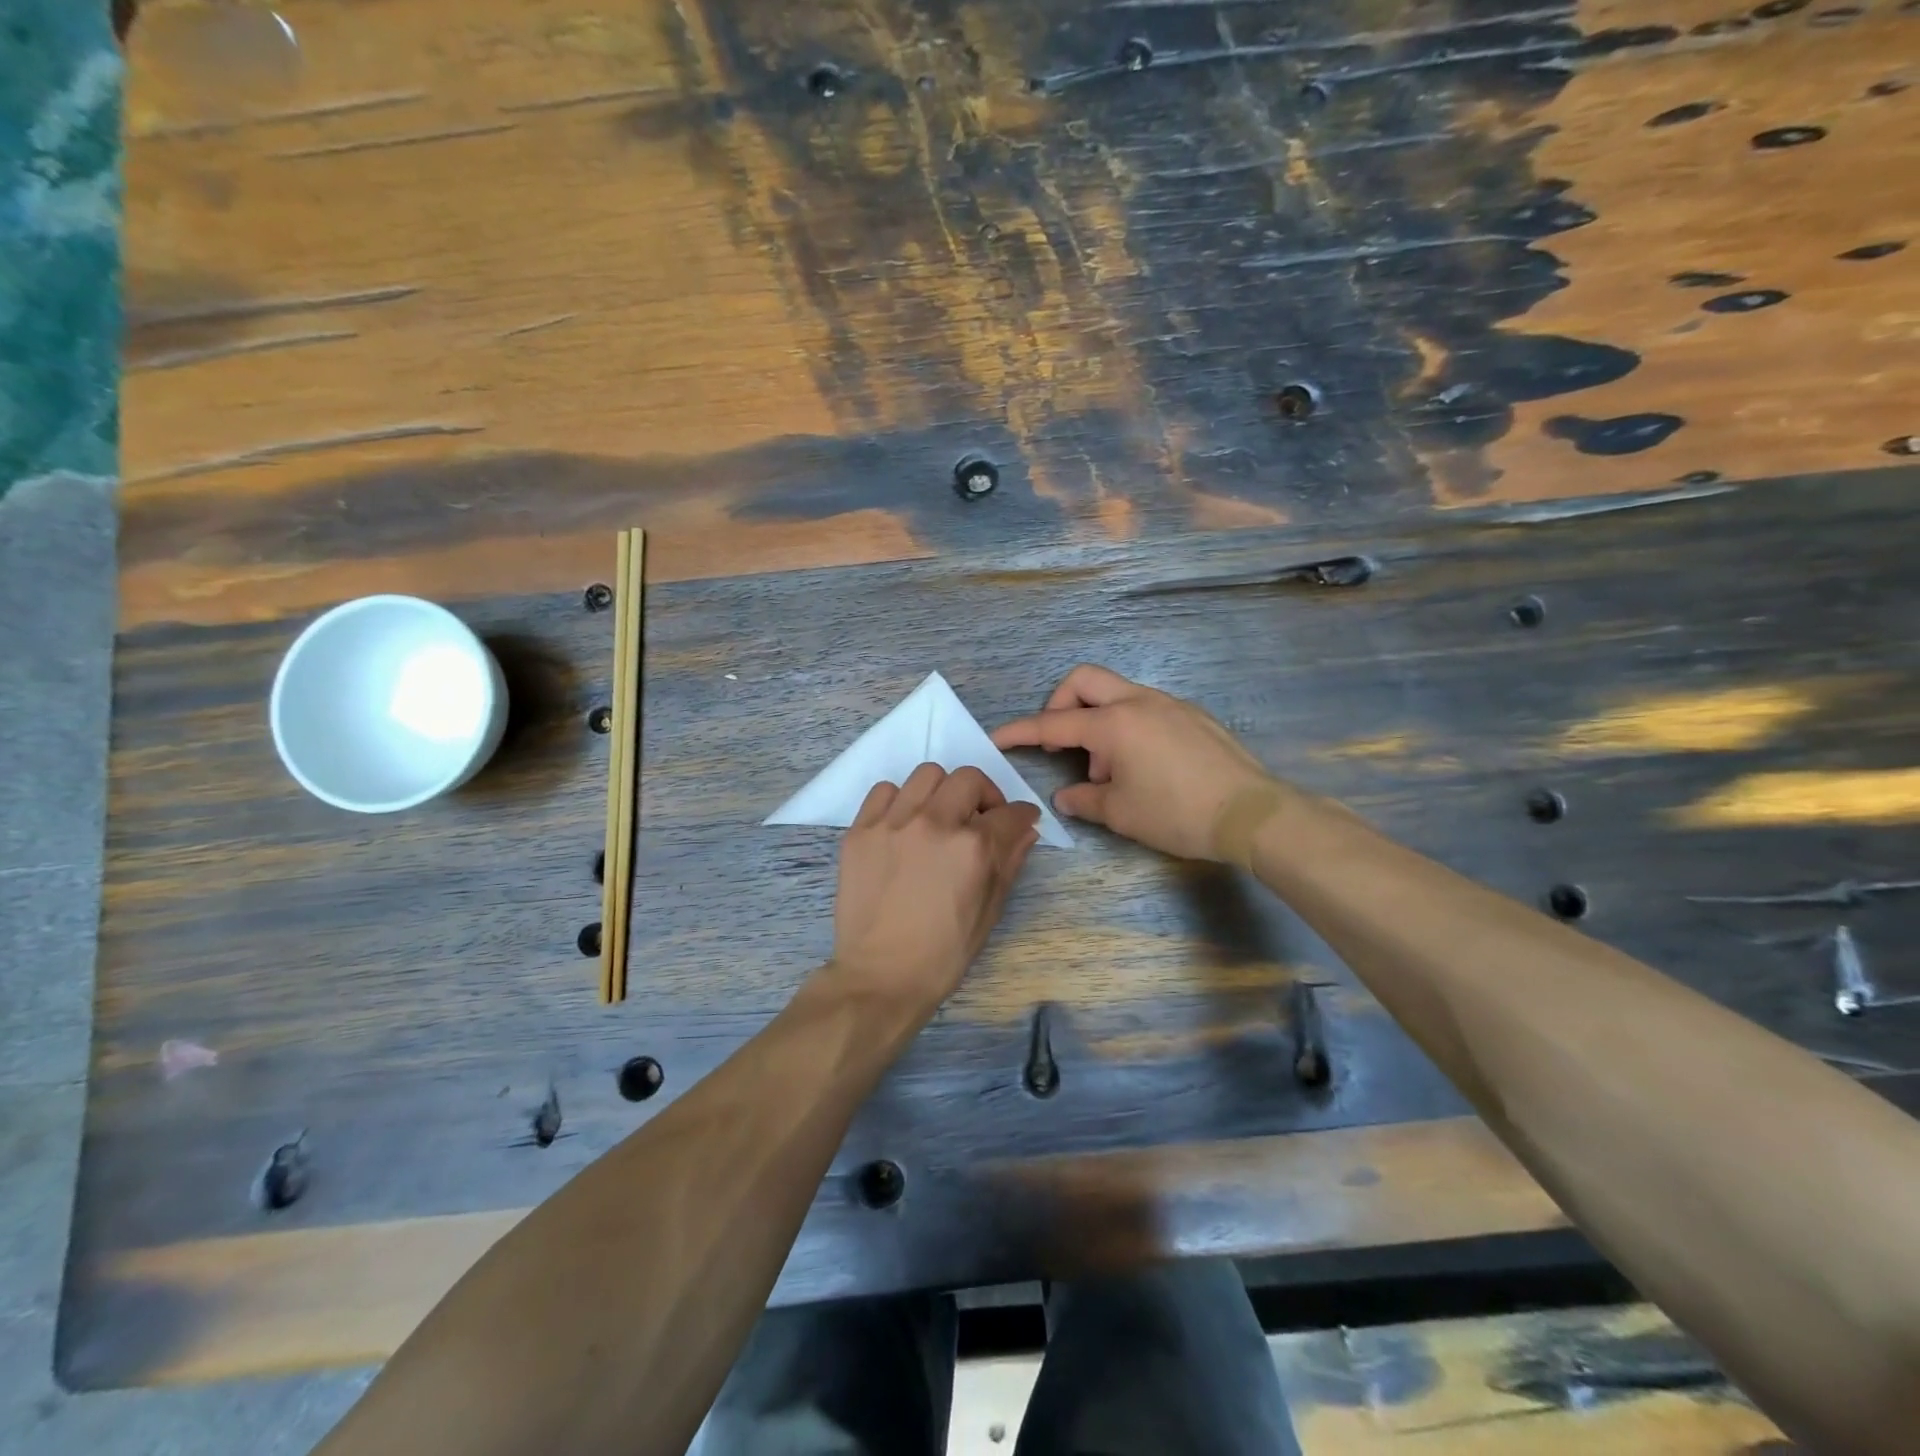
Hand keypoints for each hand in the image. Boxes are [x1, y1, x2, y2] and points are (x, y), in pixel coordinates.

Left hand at [829, 764, 1040, 1014]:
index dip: (1022, 815)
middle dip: (985, 795)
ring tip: (939, 817)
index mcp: (972, 847)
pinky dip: (900, 800)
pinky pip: (884, 791)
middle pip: (969, 779)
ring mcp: (893, 823)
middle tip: (981, 818)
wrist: (880, 975)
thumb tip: (1025, 831)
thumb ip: (1009, 862)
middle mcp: (934, 823)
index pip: (1010, 813)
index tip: (1021, 819)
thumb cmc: (943, 953)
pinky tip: (903, 824)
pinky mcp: (861, 830)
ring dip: (943, 792)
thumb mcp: (989, 911)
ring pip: (927, 775)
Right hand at [991, 665, 1273, 860]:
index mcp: (1115, 724)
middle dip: (1059, 704)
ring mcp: (1169, 704)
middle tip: (1059, 741)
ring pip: (1116, 694)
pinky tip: (1141, 766)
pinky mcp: (1192, 715)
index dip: (1020, 731)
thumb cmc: (1176, 813)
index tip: (998, 738)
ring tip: (1106, 771)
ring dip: (1097, 722)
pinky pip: (1145, 708)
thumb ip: (1084, 799)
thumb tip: (1066, 796)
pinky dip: (1126, 727)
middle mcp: (1139, 702)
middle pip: (1083, 680)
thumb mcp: (1120, 813)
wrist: (1251, 813)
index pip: (1053, 724)